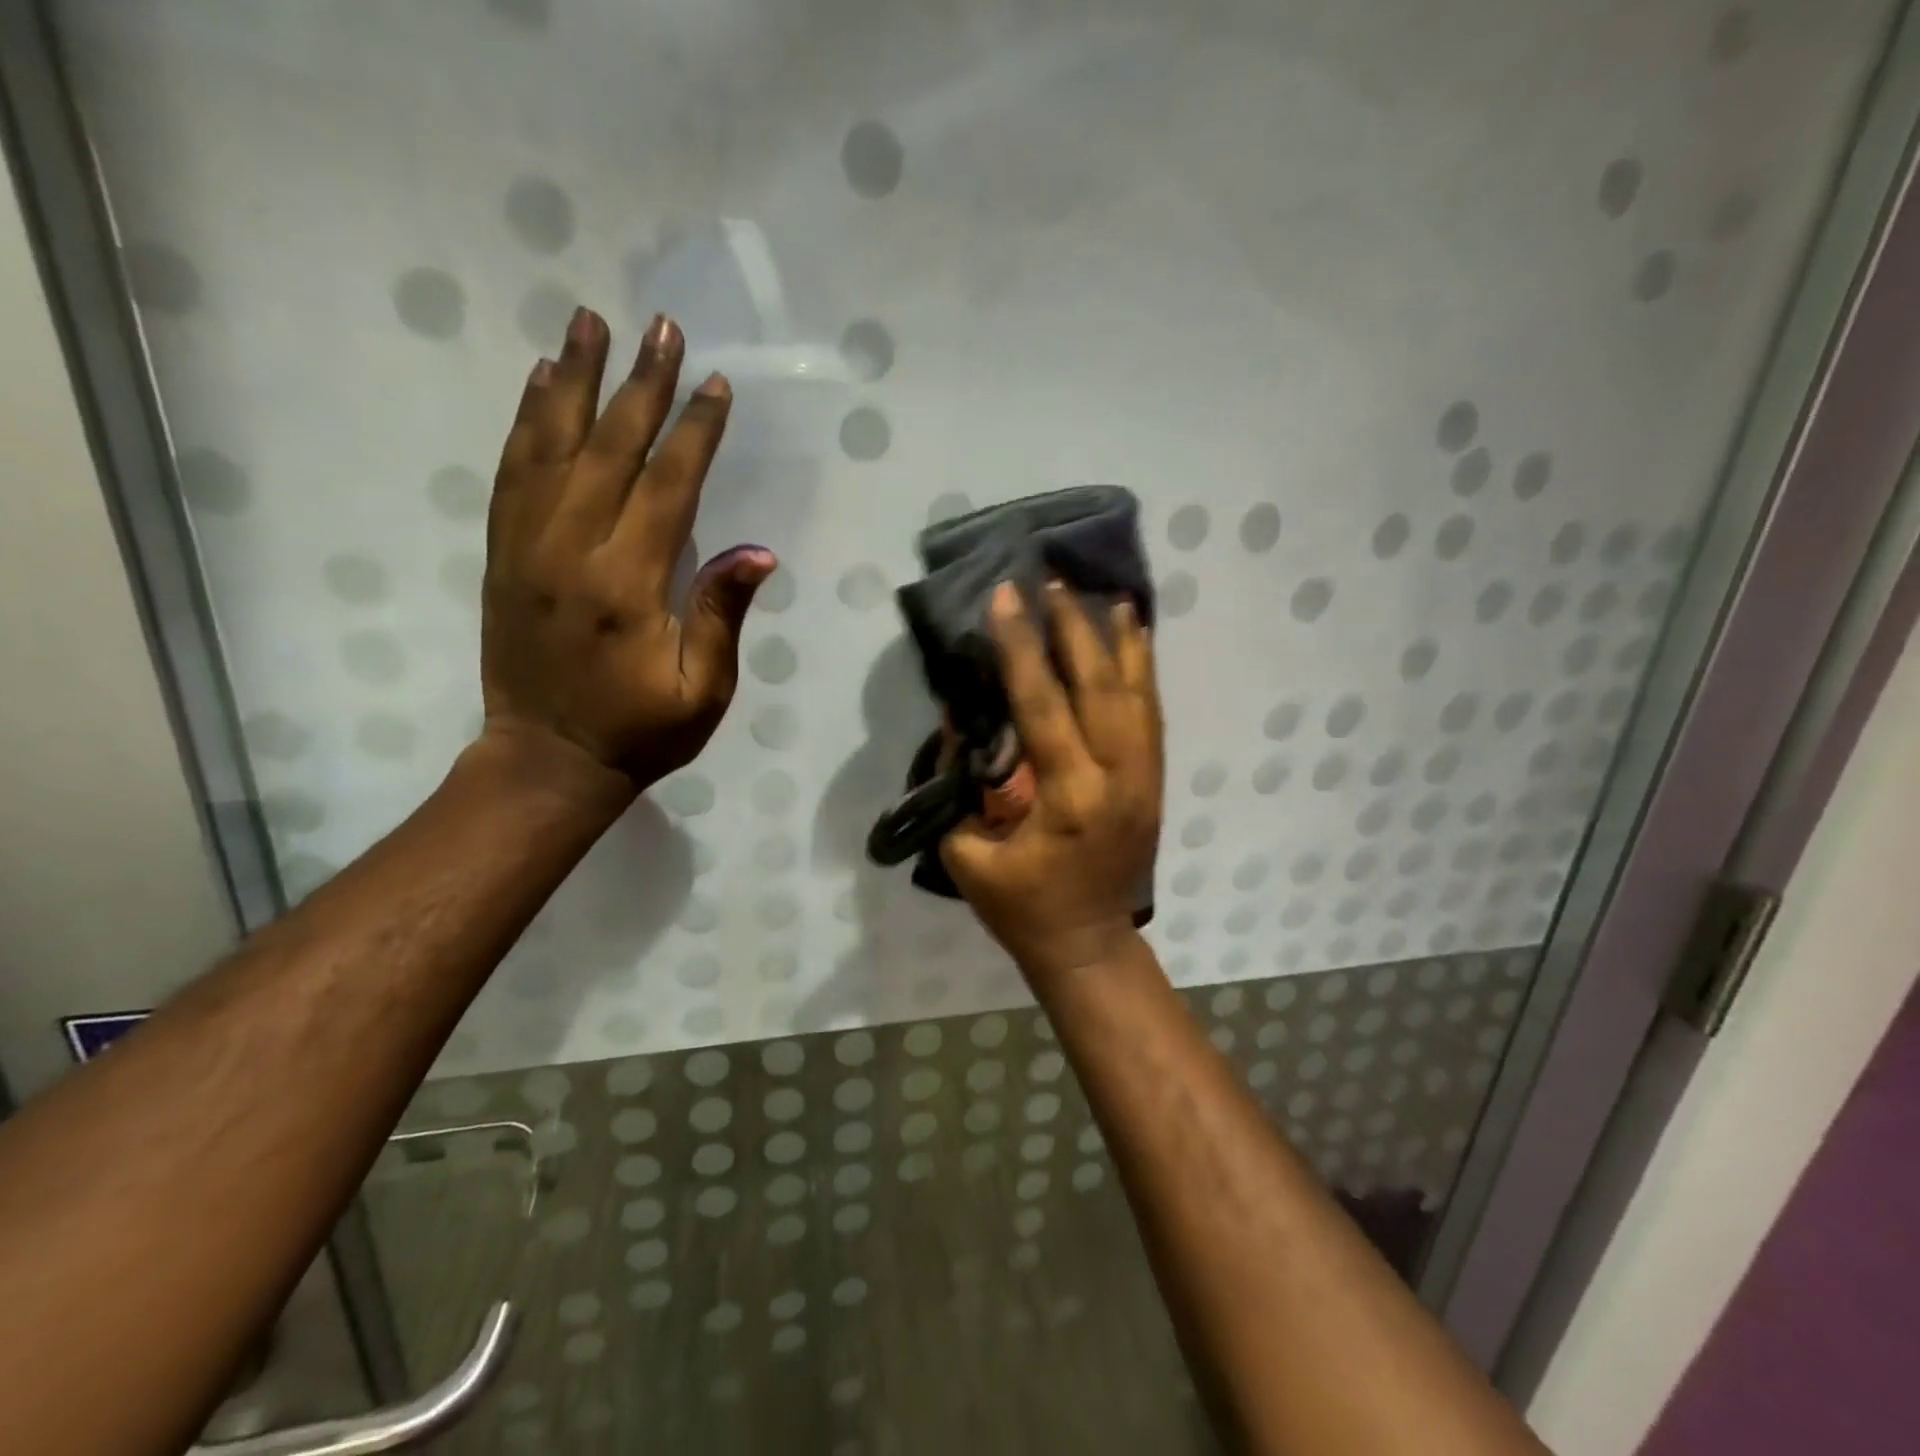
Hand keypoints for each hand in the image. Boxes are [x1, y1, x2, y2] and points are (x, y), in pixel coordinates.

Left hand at [476, 308, 774, 804]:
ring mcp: (526, 548)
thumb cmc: (640, 732)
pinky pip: (511, 473)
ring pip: (550, 446)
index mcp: (627, 585)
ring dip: (572, 380)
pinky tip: (539, 384)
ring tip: (588, 321)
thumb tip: (757, 552)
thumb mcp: (702, 692)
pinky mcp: (502, 554)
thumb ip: (722, 617)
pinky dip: (526, 422)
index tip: (714, 384)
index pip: (667, 488)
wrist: (547, 759)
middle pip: (609, 449)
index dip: (694, 433)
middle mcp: (571, 551)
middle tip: (660, 325)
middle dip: (640, 384)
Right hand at [941, 581, 1162, 983]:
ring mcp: (1145, 778)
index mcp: (1070, 800)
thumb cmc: (1021, 908)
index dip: (1022, 649)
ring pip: (1137, 693)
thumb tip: (962, 719)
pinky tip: (1134, 636)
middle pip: (1100, 687)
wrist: (1088, 944)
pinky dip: (1143, 669)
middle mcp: (1118, 779)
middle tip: (1051, 580)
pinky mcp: (1155, 781)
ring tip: (1101, 593)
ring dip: (1117, 640)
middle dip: (1073, 628)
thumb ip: (961, 786)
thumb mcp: (969, 855)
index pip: (1044, 707)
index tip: (1008, 596)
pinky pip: (1152, 713)